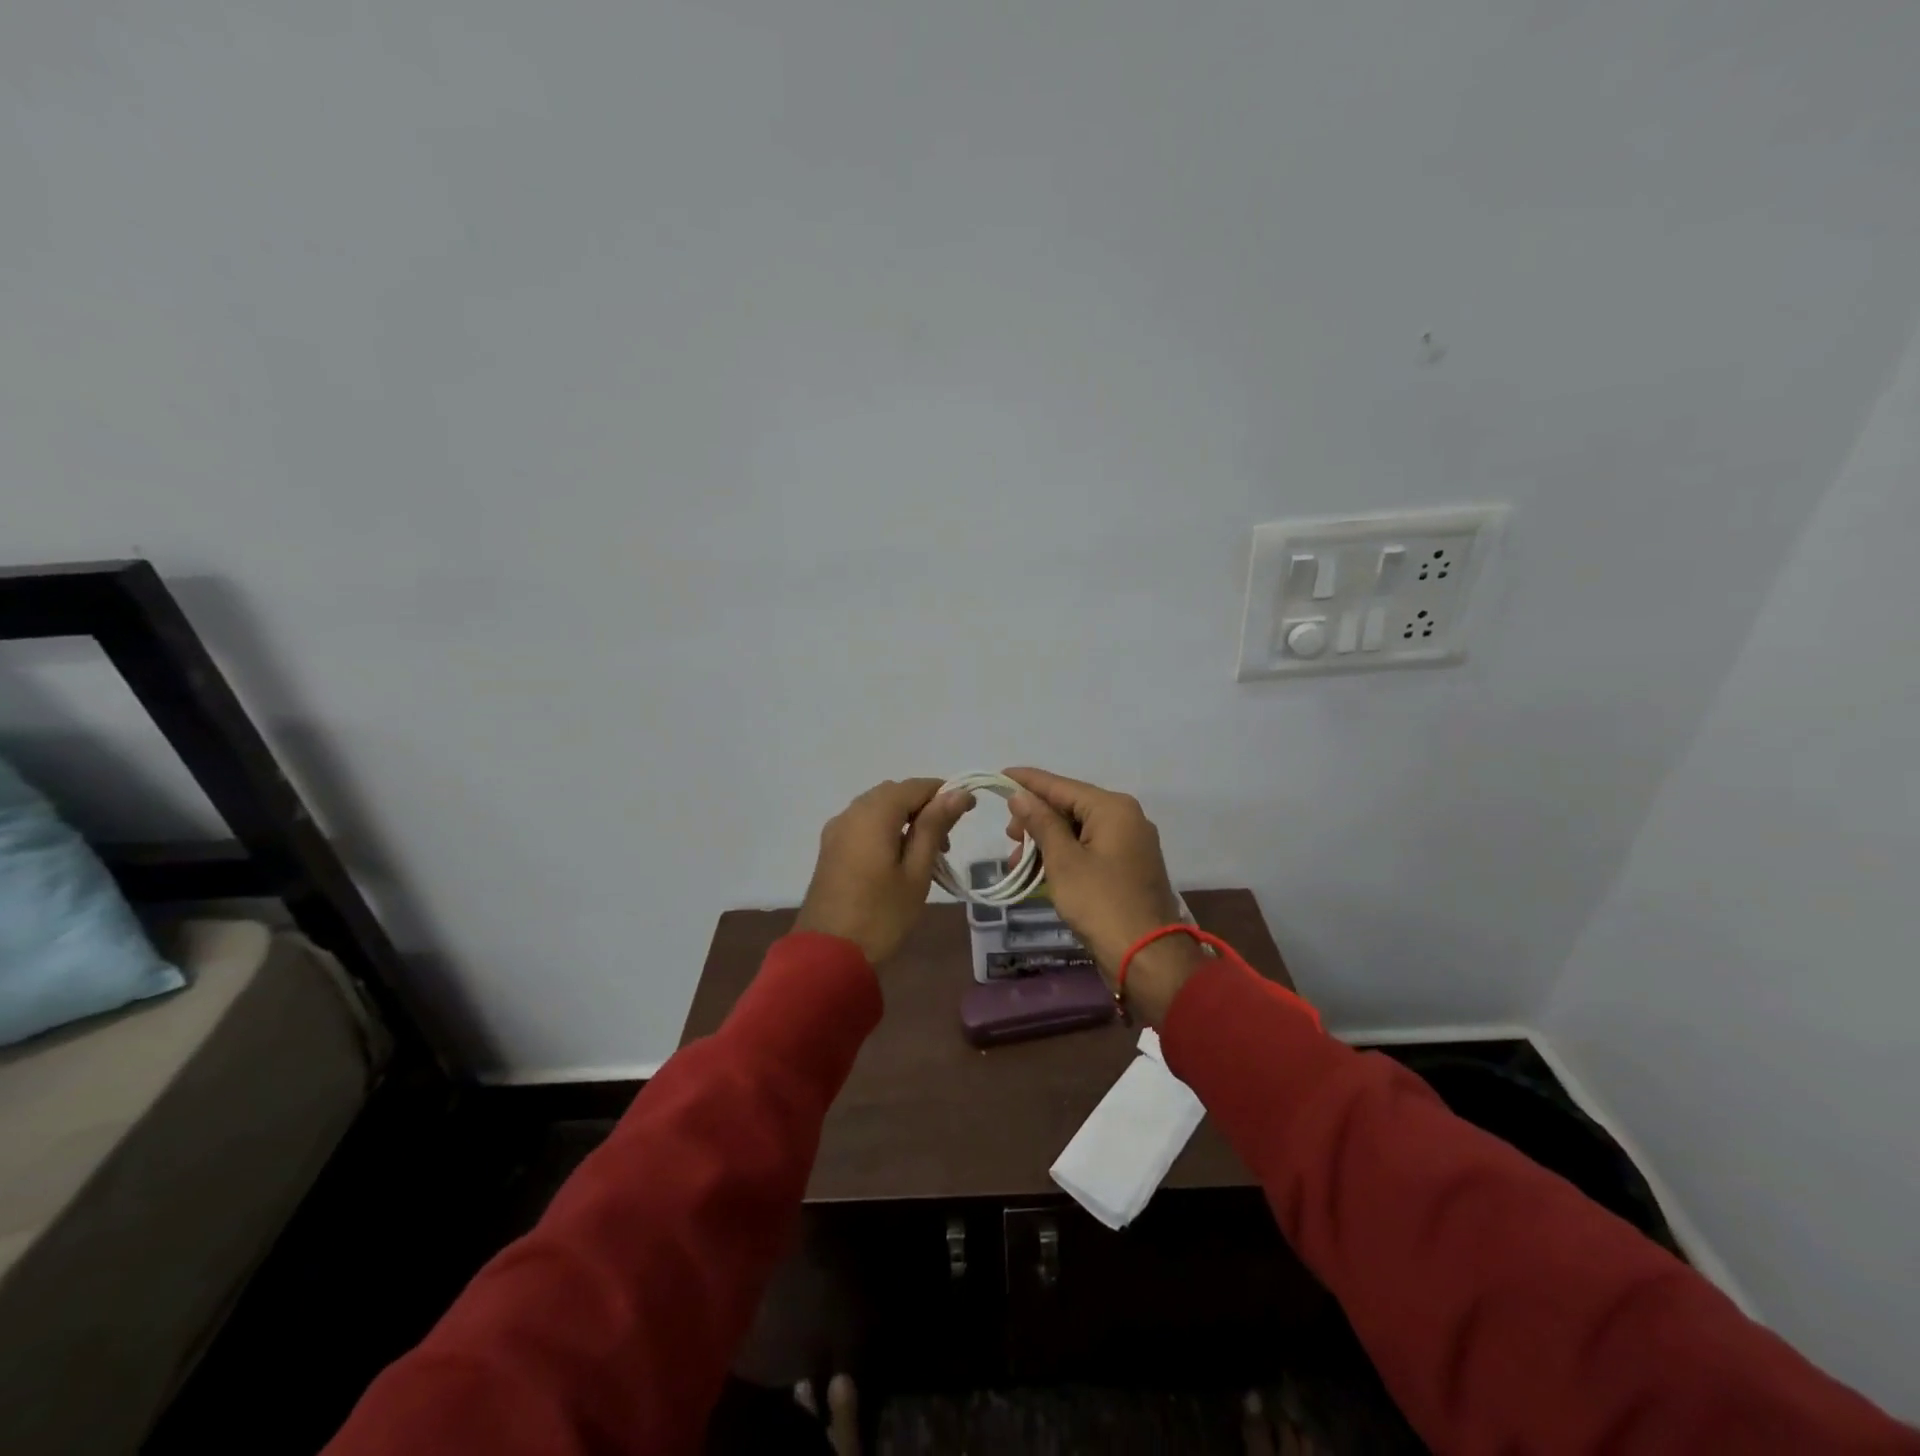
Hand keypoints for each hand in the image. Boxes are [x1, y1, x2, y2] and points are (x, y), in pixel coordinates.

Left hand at [796, 779, 974, 965]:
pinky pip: (863, 824)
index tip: (970, 810)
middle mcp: (851, 812)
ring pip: (877, 808)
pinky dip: (885, 829)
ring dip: (905, 819)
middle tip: (947, 840)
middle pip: (894, 794)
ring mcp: (836, 830)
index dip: (945, 792)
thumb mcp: (916, 872)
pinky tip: (899, 859)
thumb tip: (958, 793)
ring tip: (927, 853)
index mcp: (874, 814)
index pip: (916, 786)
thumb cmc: (881, 915)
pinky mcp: (830, 848)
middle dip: (924, 807)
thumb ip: (935, 827)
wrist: (827, 954)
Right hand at [1003, 767, 1203, 1023]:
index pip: (1061, 785)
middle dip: (1035, 820)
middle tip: (1009, 838)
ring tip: (1018, 863)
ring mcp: (1131, 843)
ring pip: (1078, 830)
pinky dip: (1064, 857)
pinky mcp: (1129, 867)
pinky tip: (1040, 872)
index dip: (1028, 782)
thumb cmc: (1100, 903)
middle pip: (1070, 807)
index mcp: (1113, 808)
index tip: (1000, 775)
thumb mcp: (1063, 861)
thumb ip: (1041, 823)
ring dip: (1046, 843)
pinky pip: (1090, 849)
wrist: (1146, 956)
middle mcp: (1126, 818)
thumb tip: (1020, 796)